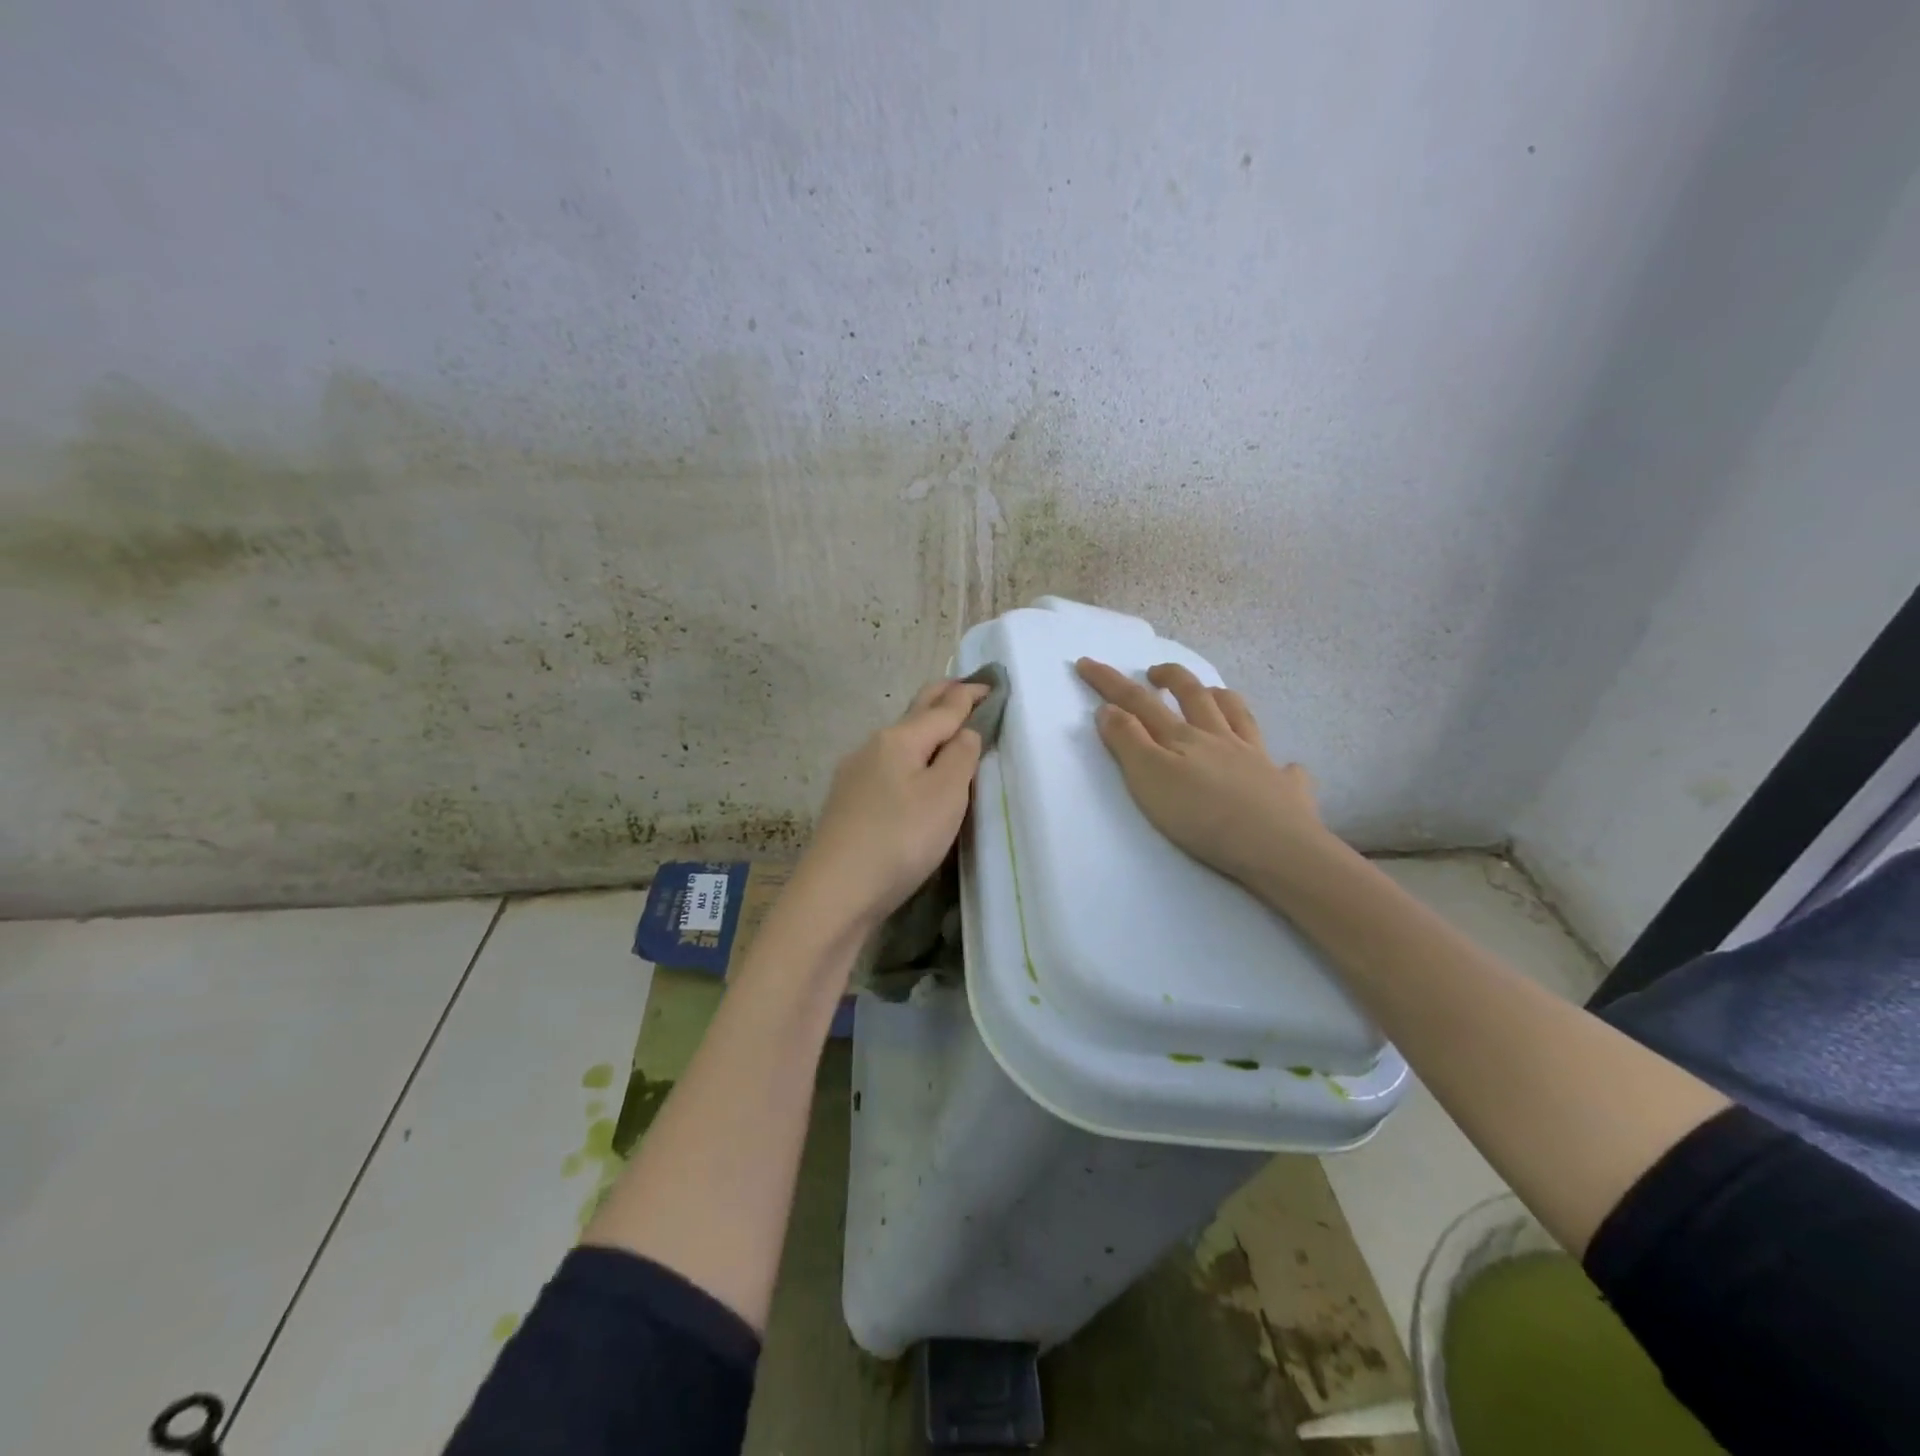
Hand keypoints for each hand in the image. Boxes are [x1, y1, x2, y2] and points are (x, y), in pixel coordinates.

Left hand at [787, 678, 988, 933]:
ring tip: (948, 731)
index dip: (970, 695)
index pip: (944, 707)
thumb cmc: (900, 839)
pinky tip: (914, 772)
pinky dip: (911, 757)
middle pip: (914, 714)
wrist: (836, 892)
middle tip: (968, 690)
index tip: (992, 684)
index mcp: (899, 738)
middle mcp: (873, 747)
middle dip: (943, 699)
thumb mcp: (945, 795)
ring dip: (926, 730)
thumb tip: (964, 731)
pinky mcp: (848, 802)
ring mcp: (855, 775)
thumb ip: (961, 756)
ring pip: (899, 741)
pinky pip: (888, 766)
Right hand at [1075, 658, 1327, 887]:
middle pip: (1194, 697)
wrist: (1276, 848)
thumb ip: (1127, 741)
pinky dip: (1282, 762)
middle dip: (1172, 678)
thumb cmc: (1202, 816)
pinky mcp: (1285, 789)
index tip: (1087, 662)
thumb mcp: (1150, 778)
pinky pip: (1286, 768)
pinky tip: (1284, 765)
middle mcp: (1220, 739)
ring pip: (1240, 717)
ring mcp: (1257, 760)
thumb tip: (1108, 708)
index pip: (1139, 701)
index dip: (1111, 682)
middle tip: (1155, 670)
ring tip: (1212, 693)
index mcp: (1183, 737)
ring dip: (1222, 699)